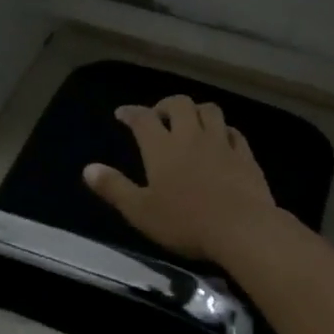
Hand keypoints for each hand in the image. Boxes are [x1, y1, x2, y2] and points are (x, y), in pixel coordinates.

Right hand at [83, 94, 279, 261]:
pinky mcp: (245, 156)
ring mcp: (222, 144)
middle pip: (180, 104)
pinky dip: (223, 130)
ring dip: (197, 111)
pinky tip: (221, 139)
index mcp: (162, 148)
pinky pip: (234, 132)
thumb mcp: (140, 211)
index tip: (122, 113)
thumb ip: (114, 188)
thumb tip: (88, 168)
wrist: (241, 229)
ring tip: (190, 123)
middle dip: (165, 105)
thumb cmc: (185, 222)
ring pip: (210, 111)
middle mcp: (191, 137)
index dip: (131, 113)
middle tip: (158, 117)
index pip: (143, 119)